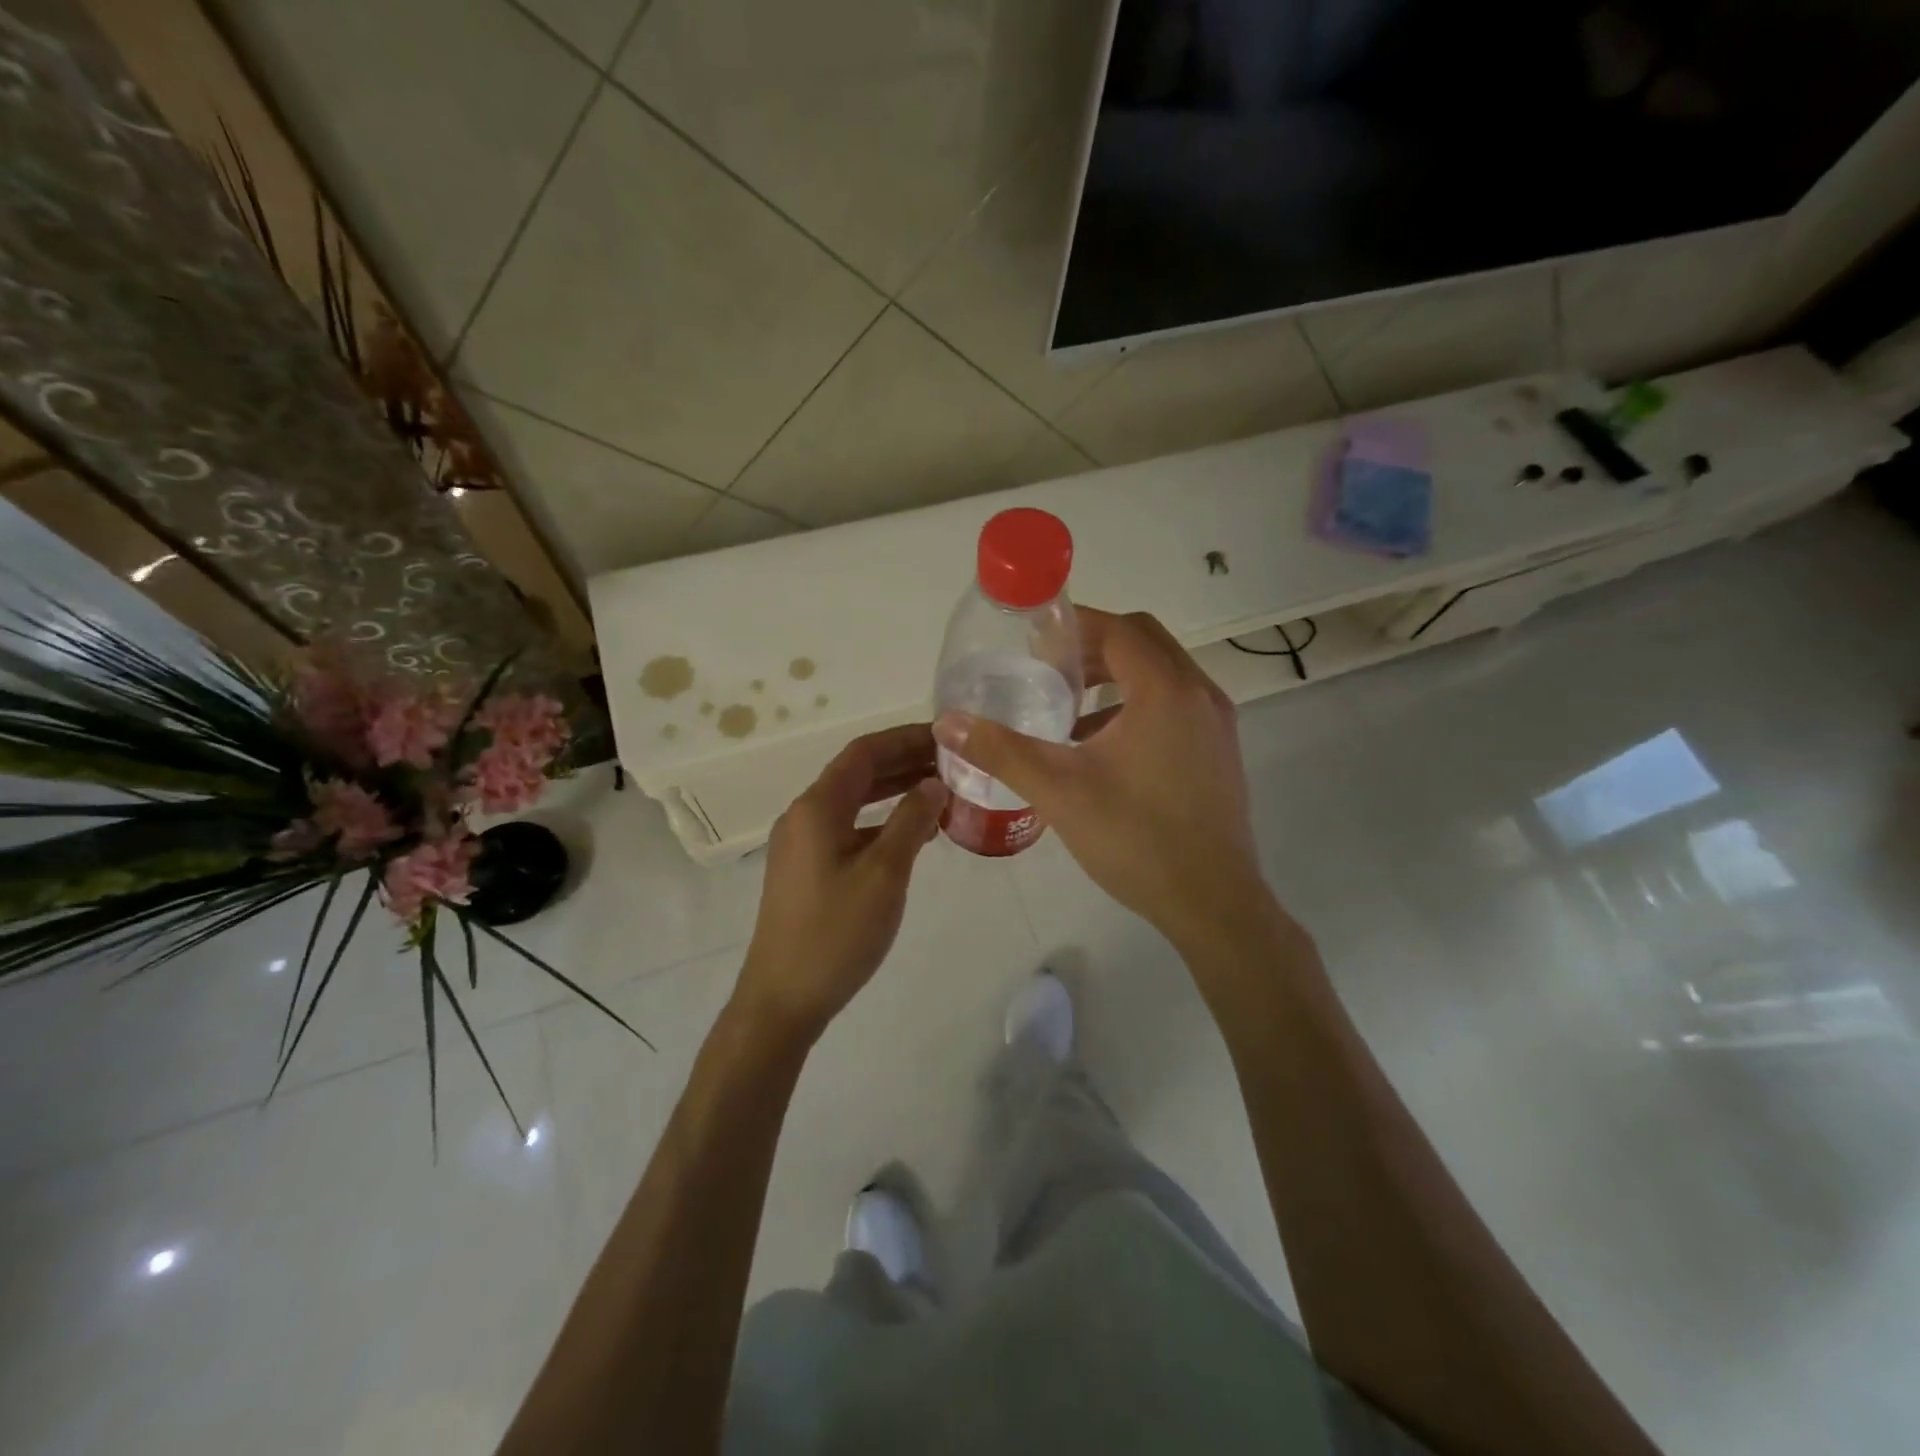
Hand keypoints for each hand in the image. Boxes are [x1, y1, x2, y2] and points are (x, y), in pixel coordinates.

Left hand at [733, 724, 947, 1044]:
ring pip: (854, 802)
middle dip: (904, 762)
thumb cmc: (836, 933)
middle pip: (857, 773)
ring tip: (941, 791)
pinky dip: (880, 822)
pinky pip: (848, 828)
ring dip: (894, 791)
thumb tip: (934, 783)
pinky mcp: (806, 869)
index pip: (864, 752)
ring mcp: (802, 843)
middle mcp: (804, 816)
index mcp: (818, 807)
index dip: (905, 738)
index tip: (947, 737)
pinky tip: (912, 834)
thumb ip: (910, 821)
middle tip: (953, 763)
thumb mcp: (884, 874)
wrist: (783, 999)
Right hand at [933, 608, 1270, 952]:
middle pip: (1144, 642)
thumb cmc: (1135, 839)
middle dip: (1094, 647)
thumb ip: (1001, 751)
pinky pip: (1177, 704)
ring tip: (1070, 707)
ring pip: (1163, 674)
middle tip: (1049, 668)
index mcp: (1165, 691)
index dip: (1075, 626)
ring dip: (1117, 677)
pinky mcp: (1220, 751)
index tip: (1035, 641)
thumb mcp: (1059, 791)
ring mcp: (1216, 724)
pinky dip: (1139, 704)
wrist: (1212, 903)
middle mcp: (1199, 694)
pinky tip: (1102, 747)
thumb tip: (947, 723)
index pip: (1120, 629)